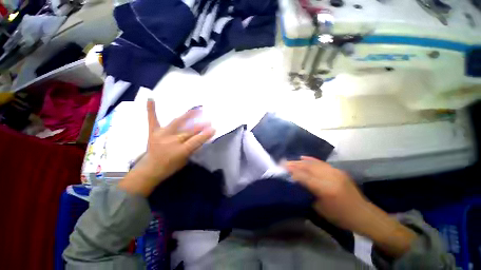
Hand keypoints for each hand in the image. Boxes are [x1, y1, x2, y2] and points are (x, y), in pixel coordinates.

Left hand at [118, 100, 214, 195]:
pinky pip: (152, 119)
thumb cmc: (169, 167)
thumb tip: (196, 139)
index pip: (196, 141)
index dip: (205, 135)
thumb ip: (189, 150)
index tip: (213, 128)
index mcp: (180, 150)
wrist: (151, 169)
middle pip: (188, 131)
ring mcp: (162, 134)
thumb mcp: (183, 162)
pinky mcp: (153, 131)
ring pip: (177, 122)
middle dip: (199, 126)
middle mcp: (172, 140)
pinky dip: (151, 109)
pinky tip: (150, 99)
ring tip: (196, 109)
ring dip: (187, 116)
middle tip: (208, 120)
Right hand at [285, 157, 415, 257]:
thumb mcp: (321, 210)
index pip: (305, 177)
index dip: (292, 172)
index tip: (280, 169)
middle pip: (310, 167)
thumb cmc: (340, 217)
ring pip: (317, 163)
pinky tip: (306, 158)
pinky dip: (313, 161)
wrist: (360, 213)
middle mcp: (331, 176)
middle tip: (282, 163)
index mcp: (325, 189)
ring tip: (291, 161)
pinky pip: (324, 164)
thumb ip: (309, 197)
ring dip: (303, 161)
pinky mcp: (340, 172)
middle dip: (295, 165)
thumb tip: (298, 188)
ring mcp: (336, 172)